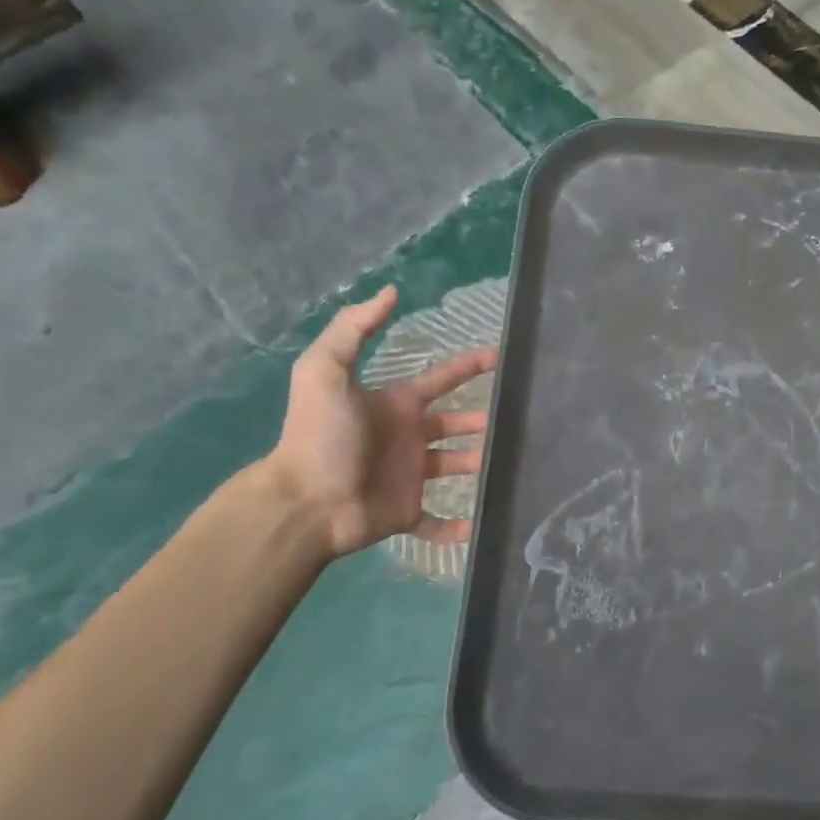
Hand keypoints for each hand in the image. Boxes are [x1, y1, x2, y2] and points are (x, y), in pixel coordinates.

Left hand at [267, 286, 498, 558]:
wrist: (305, 501)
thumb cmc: (322, 435)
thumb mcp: (326, 370)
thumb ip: (354, 329)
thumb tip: (390, 292)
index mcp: (394, 406)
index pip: (439, 380)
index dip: (468, 367)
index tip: (501, 358)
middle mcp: (406, 438)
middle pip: (452, 425)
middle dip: (479, 421)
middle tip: (515, 420)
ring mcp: (408, 477)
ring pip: (452, 468)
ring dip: (478, 466)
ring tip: (510, 464)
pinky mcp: (406, 513)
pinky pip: (436, 522)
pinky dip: (456, 527)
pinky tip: (480, 526)